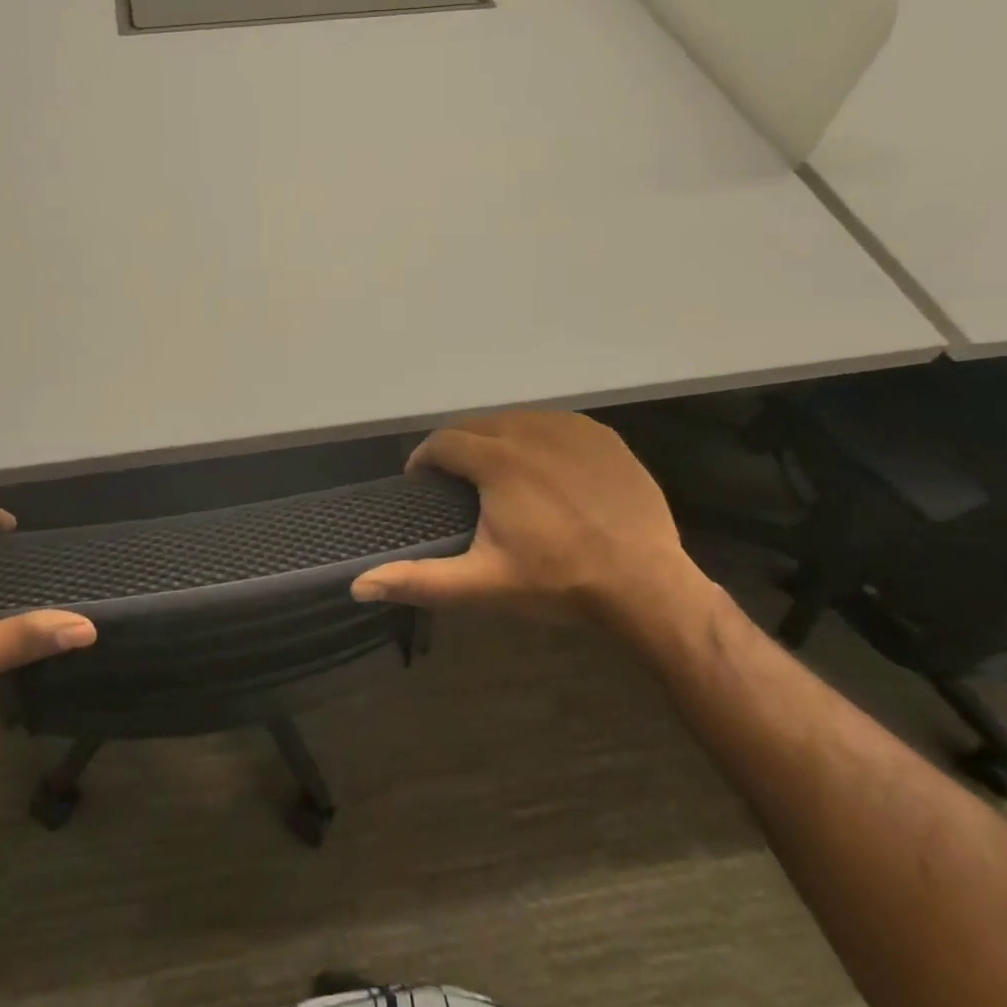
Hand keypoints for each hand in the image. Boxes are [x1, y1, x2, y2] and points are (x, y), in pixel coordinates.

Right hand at [352, 411, 712, 630]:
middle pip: (477, 425)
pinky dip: (538, 440)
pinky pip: (556, 426)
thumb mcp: (482, 584)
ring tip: (497, 474)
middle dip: (459, 448)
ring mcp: (571, 430)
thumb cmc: (558, 582)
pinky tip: (545, 470)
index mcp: (497, 460)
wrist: (647, 585)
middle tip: (458, 482)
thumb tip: (359, 585)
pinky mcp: (603, 437)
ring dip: (497, 440)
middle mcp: (530, 431)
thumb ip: (419, 580)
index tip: (422, 483)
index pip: (443, 442)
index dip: (424, 460)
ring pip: (516, 421)